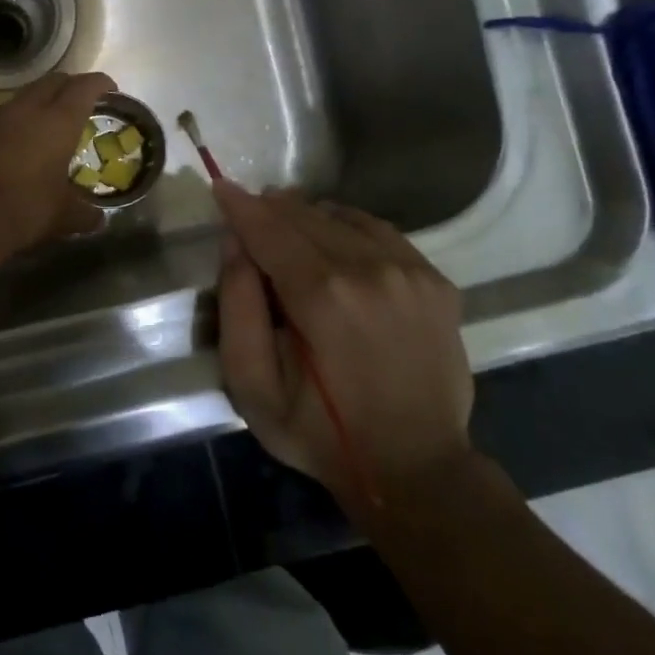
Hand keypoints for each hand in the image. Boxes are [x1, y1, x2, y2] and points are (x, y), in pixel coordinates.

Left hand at [0, 71, 116, 256]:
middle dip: (70, 85)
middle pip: (53, 81)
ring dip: (41, 100)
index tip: (110, 89)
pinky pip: (4, 115)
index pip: (84, 87)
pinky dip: (18, 120)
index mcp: (58, 121)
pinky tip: (21, 141)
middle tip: (82, 102)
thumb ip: (85, 213)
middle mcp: (28, 110)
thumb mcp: (64, 215)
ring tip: (51, 121)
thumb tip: (98, 219)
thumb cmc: (26, 209)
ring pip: (25, 95)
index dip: (100, 83)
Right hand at [213, 180, 473, 517]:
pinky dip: (347, 225)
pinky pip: (381, 232)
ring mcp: (409, 272)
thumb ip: (237, 306)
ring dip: (307, 214)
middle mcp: (369, 269)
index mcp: (321, 295)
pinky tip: (333, 238)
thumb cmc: (320, 433)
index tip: (219, 186)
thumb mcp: (253, 384)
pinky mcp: (435, 282)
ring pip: (343, 218)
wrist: (416, 468)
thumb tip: (234, 244)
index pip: (269, 229)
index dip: (240, 206)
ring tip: (285, 223)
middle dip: (269, 208)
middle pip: (305, 216)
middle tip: (247, 210)